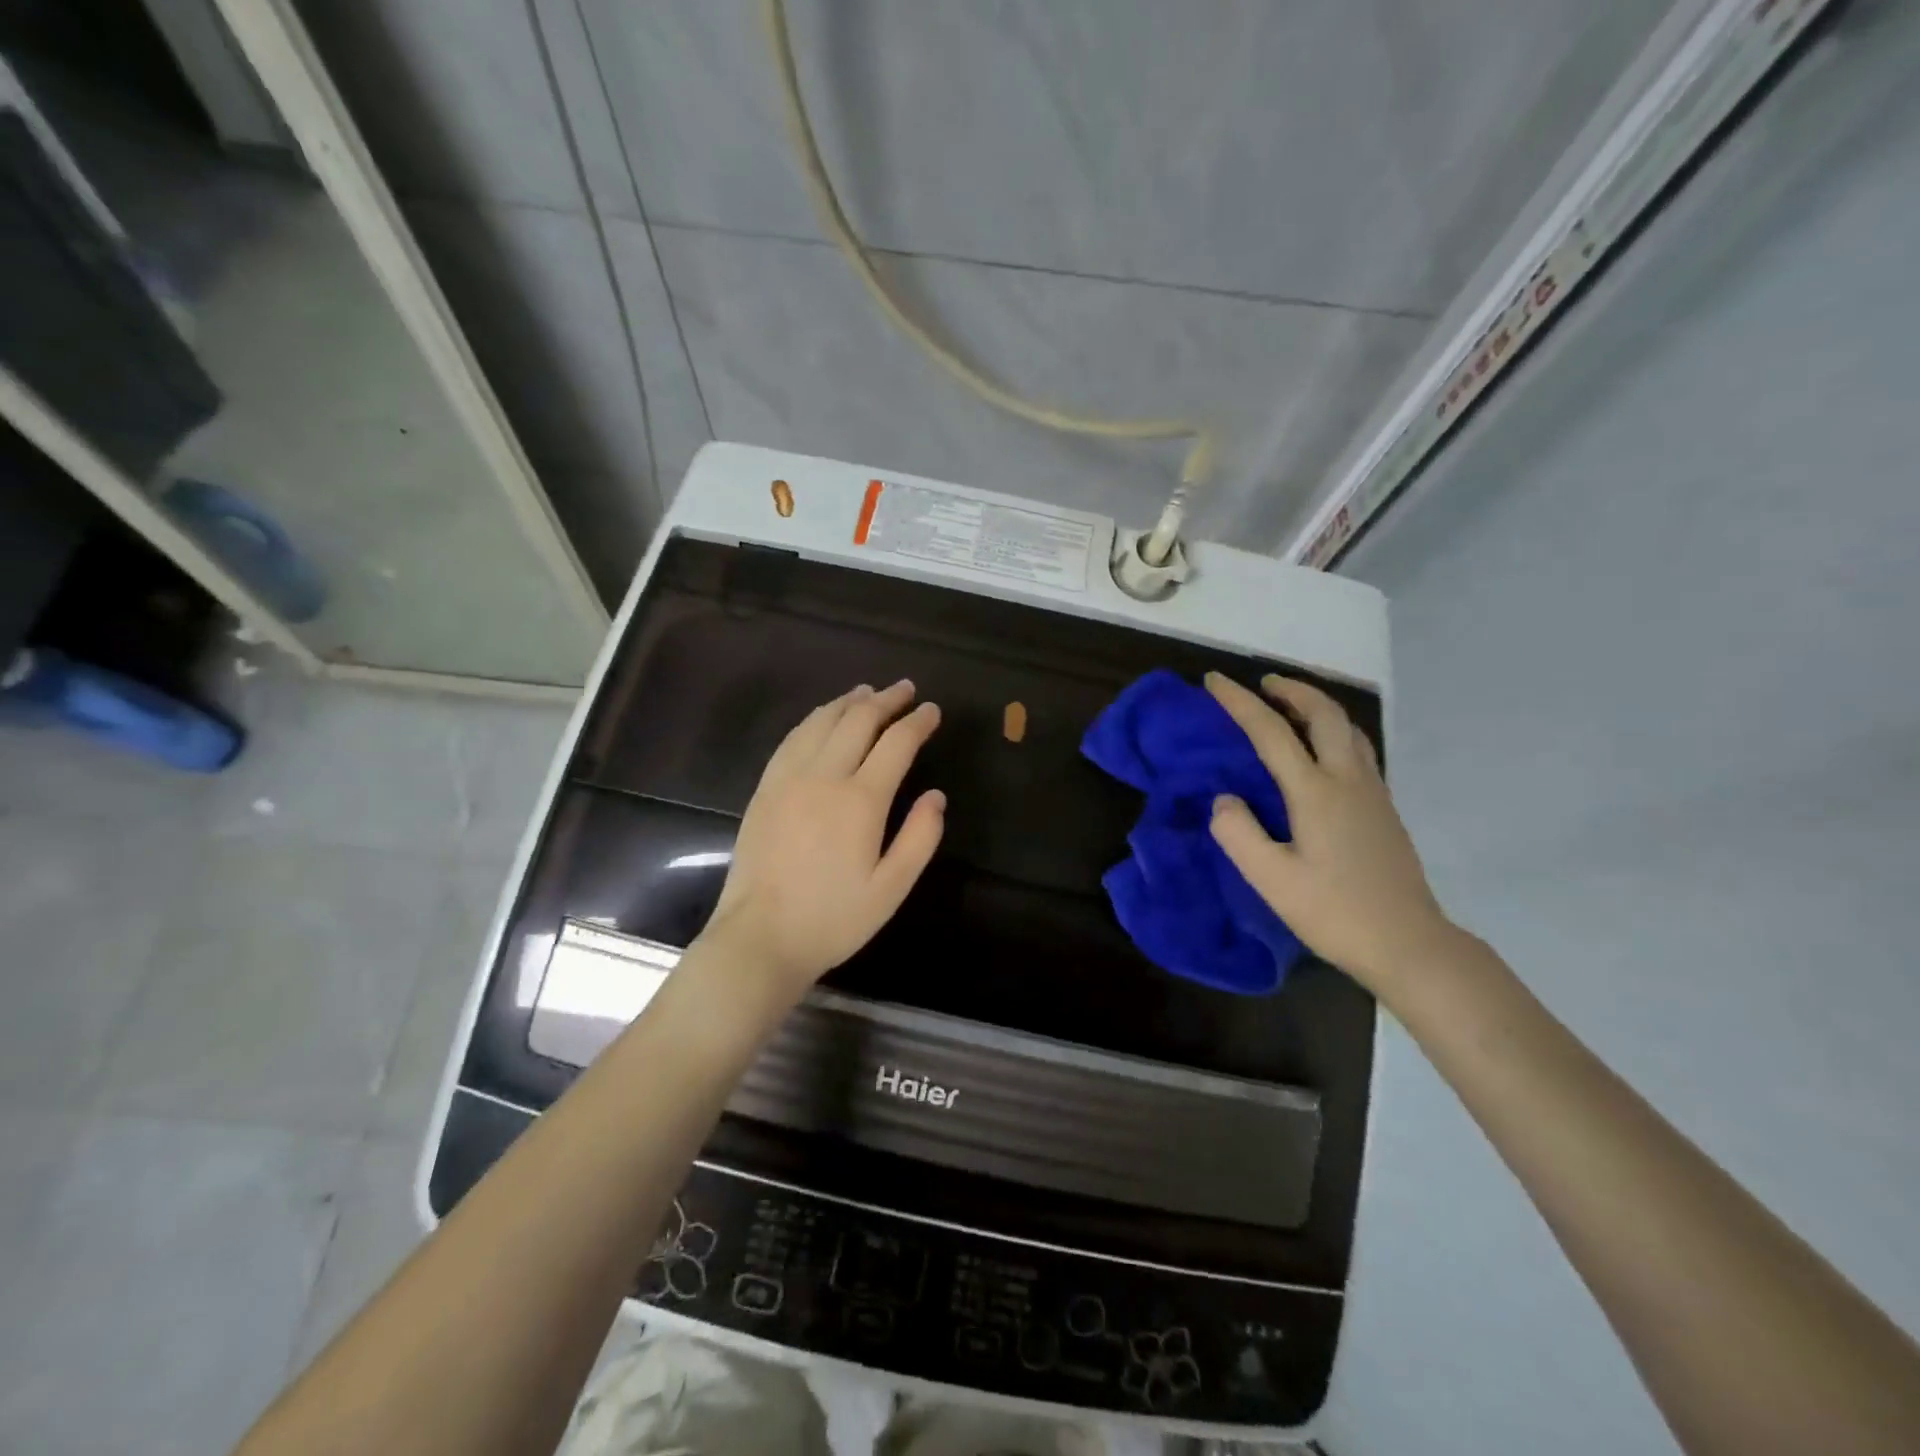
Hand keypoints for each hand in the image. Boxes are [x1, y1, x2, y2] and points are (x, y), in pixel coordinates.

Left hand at [702, 680, 944, 999]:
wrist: (760, 937)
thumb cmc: (833, 919)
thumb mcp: (891, 888)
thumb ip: (920, 838)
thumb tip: (936, 796)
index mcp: (861, 800)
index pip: (896, 743)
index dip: (917, 722)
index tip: (931, 710)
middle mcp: (824, 776)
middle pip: (858, 721)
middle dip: (885, 700)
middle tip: (904, 689)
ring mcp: (788, 778)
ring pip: (821, 722)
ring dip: (848, 701)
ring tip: (866, 691)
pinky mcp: (765, 788)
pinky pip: (792, 739)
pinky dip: (814, 719)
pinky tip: (822, 718)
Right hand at [1204, 671, 1454, 992]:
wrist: (1409, 944)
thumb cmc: (1334, 913)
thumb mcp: (1271, 880)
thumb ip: (1238, 833)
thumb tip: (1224, 799)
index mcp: (1315, 792)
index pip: (1270, 732)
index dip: (1239, 702)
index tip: (1215, 680)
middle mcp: (1348, 780)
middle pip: (1324, 713)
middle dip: (1291, 689)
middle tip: (1263, 683)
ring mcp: (1372, 792)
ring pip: (1348, 728)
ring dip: (1317, 706)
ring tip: (1291, 707)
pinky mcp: (1384, 809)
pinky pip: (1358, 748)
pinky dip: (1334, 730)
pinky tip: (1322, 751)